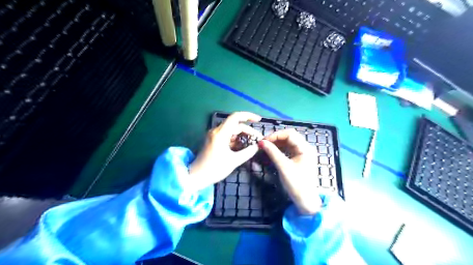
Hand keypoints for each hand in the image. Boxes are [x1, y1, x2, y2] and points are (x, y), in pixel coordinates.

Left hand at [189, 112, 261, 189]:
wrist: (196, 176)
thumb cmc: (214, 169)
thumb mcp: (234, 161)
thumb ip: (248, 152)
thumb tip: (257, 146)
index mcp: (220, 133)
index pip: (235, 117)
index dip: (248, 116)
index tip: (259, 120)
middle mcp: (216, 131)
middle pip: (235, 125)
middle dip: (248, 131)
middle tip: (258, 140)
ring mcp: (214, 135)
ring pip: (232, 131)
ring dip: (243, 136)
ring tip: (252, 144)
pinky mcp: (213, 140)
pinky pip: (227, 136)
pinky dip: (236, 140)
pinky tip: (243, 147)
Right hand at [259, 129, 321, 214]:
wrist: (305, 200)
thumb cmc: (296, 184)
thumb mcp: (283, 167)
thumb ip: (272, 153)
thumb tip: (261, 142)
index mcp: (305, 148)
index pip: (290, 134)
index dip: (276, 135)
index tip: (264, 141)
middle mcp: (306, 148)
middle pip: (289, 136)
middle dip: (276, 138)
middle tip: (263, 143)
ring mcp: (303, 153)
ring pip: (288, 142)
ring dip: (277, 143)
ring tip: (266, 147)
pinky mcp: (299, 158)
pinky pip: (288, 149)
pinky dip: (280, 149)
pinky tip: (272, 151)